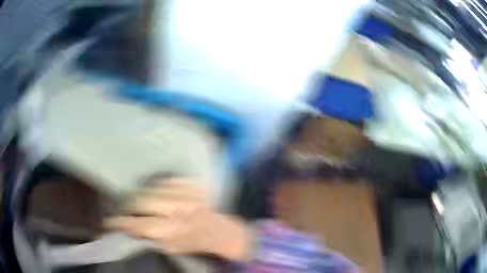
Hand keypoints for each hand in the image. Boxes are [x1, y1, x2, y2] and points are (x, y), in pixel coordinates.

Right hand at [105, 178, 251, 260]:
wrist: (220, 232)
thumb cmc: (194, 243)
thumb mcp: (171, 248)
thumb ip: (148, 237)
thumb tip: (127, 227)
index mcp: (172, 230)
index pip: (137, 224)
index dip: (120, 222)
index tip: (109, 222)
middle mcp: (178, 209)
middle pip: (141, 199)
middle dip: (129, 204)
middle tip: (125, 208)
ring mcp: (187, 193)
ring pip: (152, 187)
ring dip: (144, 194)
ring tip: (144, 201)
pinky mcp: (193, 183)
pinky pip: (167, 180)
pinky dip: (160, 186)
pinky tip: (160, 193)